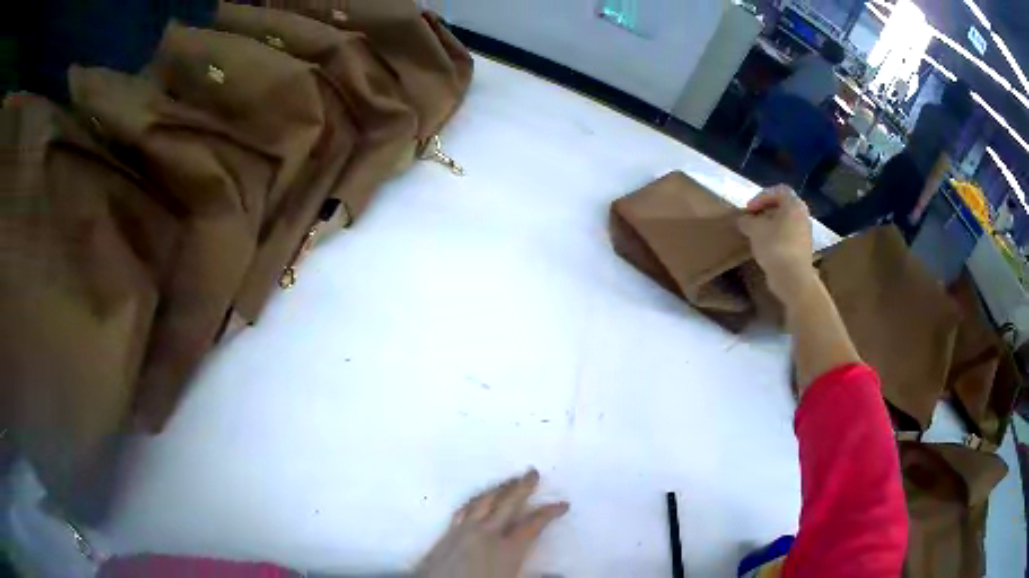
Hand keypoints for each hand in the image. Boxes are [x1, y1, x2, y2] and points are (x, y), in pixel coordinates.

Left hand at [416, 469, 568, 577]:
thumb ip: (537, 577)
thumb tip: (559, 573)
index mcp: (508, 548)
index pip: (533, 524)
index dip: (549, 512)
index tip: (563, 504)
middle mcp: (487, 533)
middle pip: (507, 504)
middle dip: (522, 487)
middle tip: (532, 473)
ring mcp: (464, 531)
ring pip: (484, 502)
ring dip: (498, 490)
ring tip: (508, 481)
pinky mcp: (447, 534)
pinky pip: (464, 510)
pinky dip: (474, 501)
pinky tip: (476, 500)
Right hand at [738, 186, 816, 302]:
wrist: (793, 278)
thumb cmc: (775, 246)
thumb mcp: (755, 229)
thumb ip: (747, 220)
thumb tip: (744, 220)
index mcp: (794, 204)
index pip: (778, 191)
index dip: (761, 197)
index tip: (749, 209)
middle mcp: (803, 215)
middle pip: (782, 207)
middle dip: (765, 212)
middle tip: (752, 220)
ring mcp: (805, 234)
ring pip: (785, 223)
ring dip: (770, 226)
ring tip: (756, 235)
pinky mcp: (802, 250)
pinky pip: (787, 237)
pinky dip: (776, 239)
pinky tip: (765, 249)